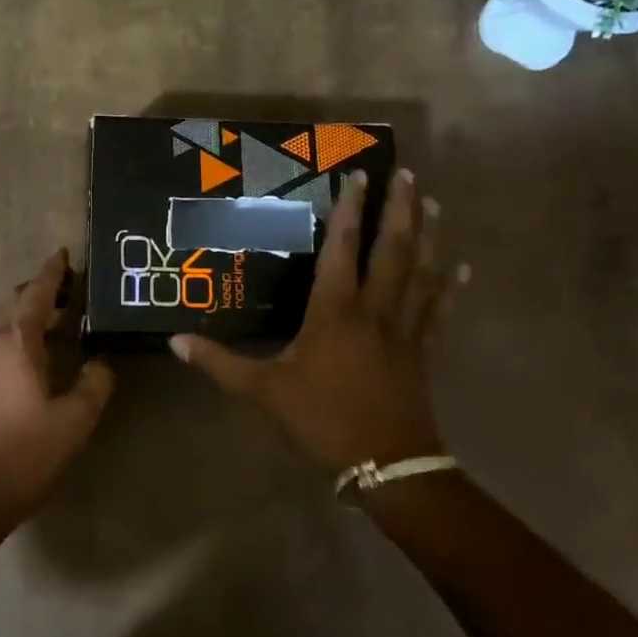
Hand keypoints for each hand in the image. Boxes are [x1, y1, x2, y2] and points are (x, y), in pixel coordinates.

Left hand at [0, 247, 114, 526]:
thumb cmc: (27, 454)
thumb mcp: (75, 419)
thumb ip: (94, 384)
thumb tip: (100, 362)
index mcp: (17, 344)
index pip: (36, 294)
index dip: (52, 272)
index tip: (64, 253)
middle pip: (15, 302)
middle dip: (40, 290)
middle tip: (70, 289)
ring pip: (3, 324)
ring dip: (28, 314)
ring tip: (58, 320)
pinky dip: (18, 336)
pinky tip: (35, 356)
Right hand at [171, 170, 464, 471]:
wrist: (386, 463)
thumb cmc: (322, 418)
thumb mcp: (264, 390)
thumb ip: (220, 363)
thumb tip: (175, 342)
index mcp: (335, 311)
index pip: (343, 248)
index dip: (349, 210)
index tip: (358, 175)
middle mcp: (374, 309)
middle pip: (393, 249)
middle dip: (400, 209)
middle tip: (407, 174)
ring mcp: (405, 328)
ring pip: (422, 272)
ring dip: (429, 236)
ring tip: (435, 203)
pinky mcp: (423, 350)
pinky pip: (440, 311)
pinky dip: (451, 288)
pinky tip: (462, 268)